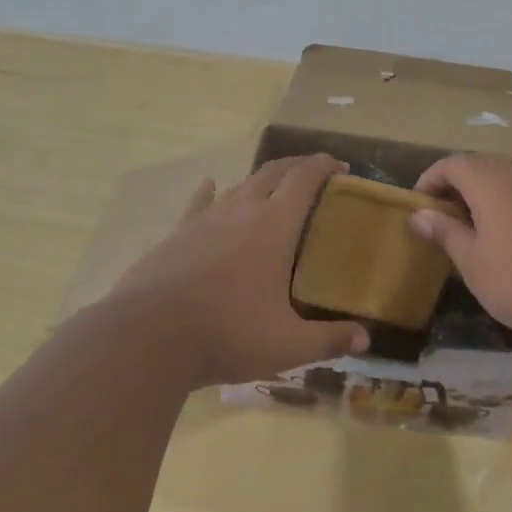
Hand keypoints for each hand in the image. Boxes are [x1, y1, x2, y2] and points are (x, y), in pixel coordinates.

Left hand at [108, 154, 368, 388]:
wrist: (146, 338)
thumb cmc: (226, 334)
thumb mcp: (286, 345)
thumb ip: (328, 340)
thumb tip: (365, 340)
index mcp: (273, 226)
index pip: (304, 179)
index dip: (323, 166)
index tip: (340, 165)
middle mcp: (241, 210)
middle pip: (273, 172)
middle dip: (296, 166)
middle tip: (315, 173)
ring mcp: (205, 219)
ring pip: (239, 185)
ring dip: (261, 180)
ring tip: (274, 187)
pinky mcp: (176, 234)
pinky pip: (199, 203)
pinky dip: (210, 191)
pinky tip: (210, 185)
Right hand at [407, 151, 511, 348]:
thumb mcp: (474, 263)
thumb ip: (445, 233)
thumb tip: (419, 214)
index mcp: (490, 181)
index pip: (452, 164)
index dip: (431, 179)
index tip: (420, 203)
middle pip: (484, 162)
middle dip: (462, 182)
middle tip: (449, 214)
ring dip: (499, 180)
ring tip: (492, 209)